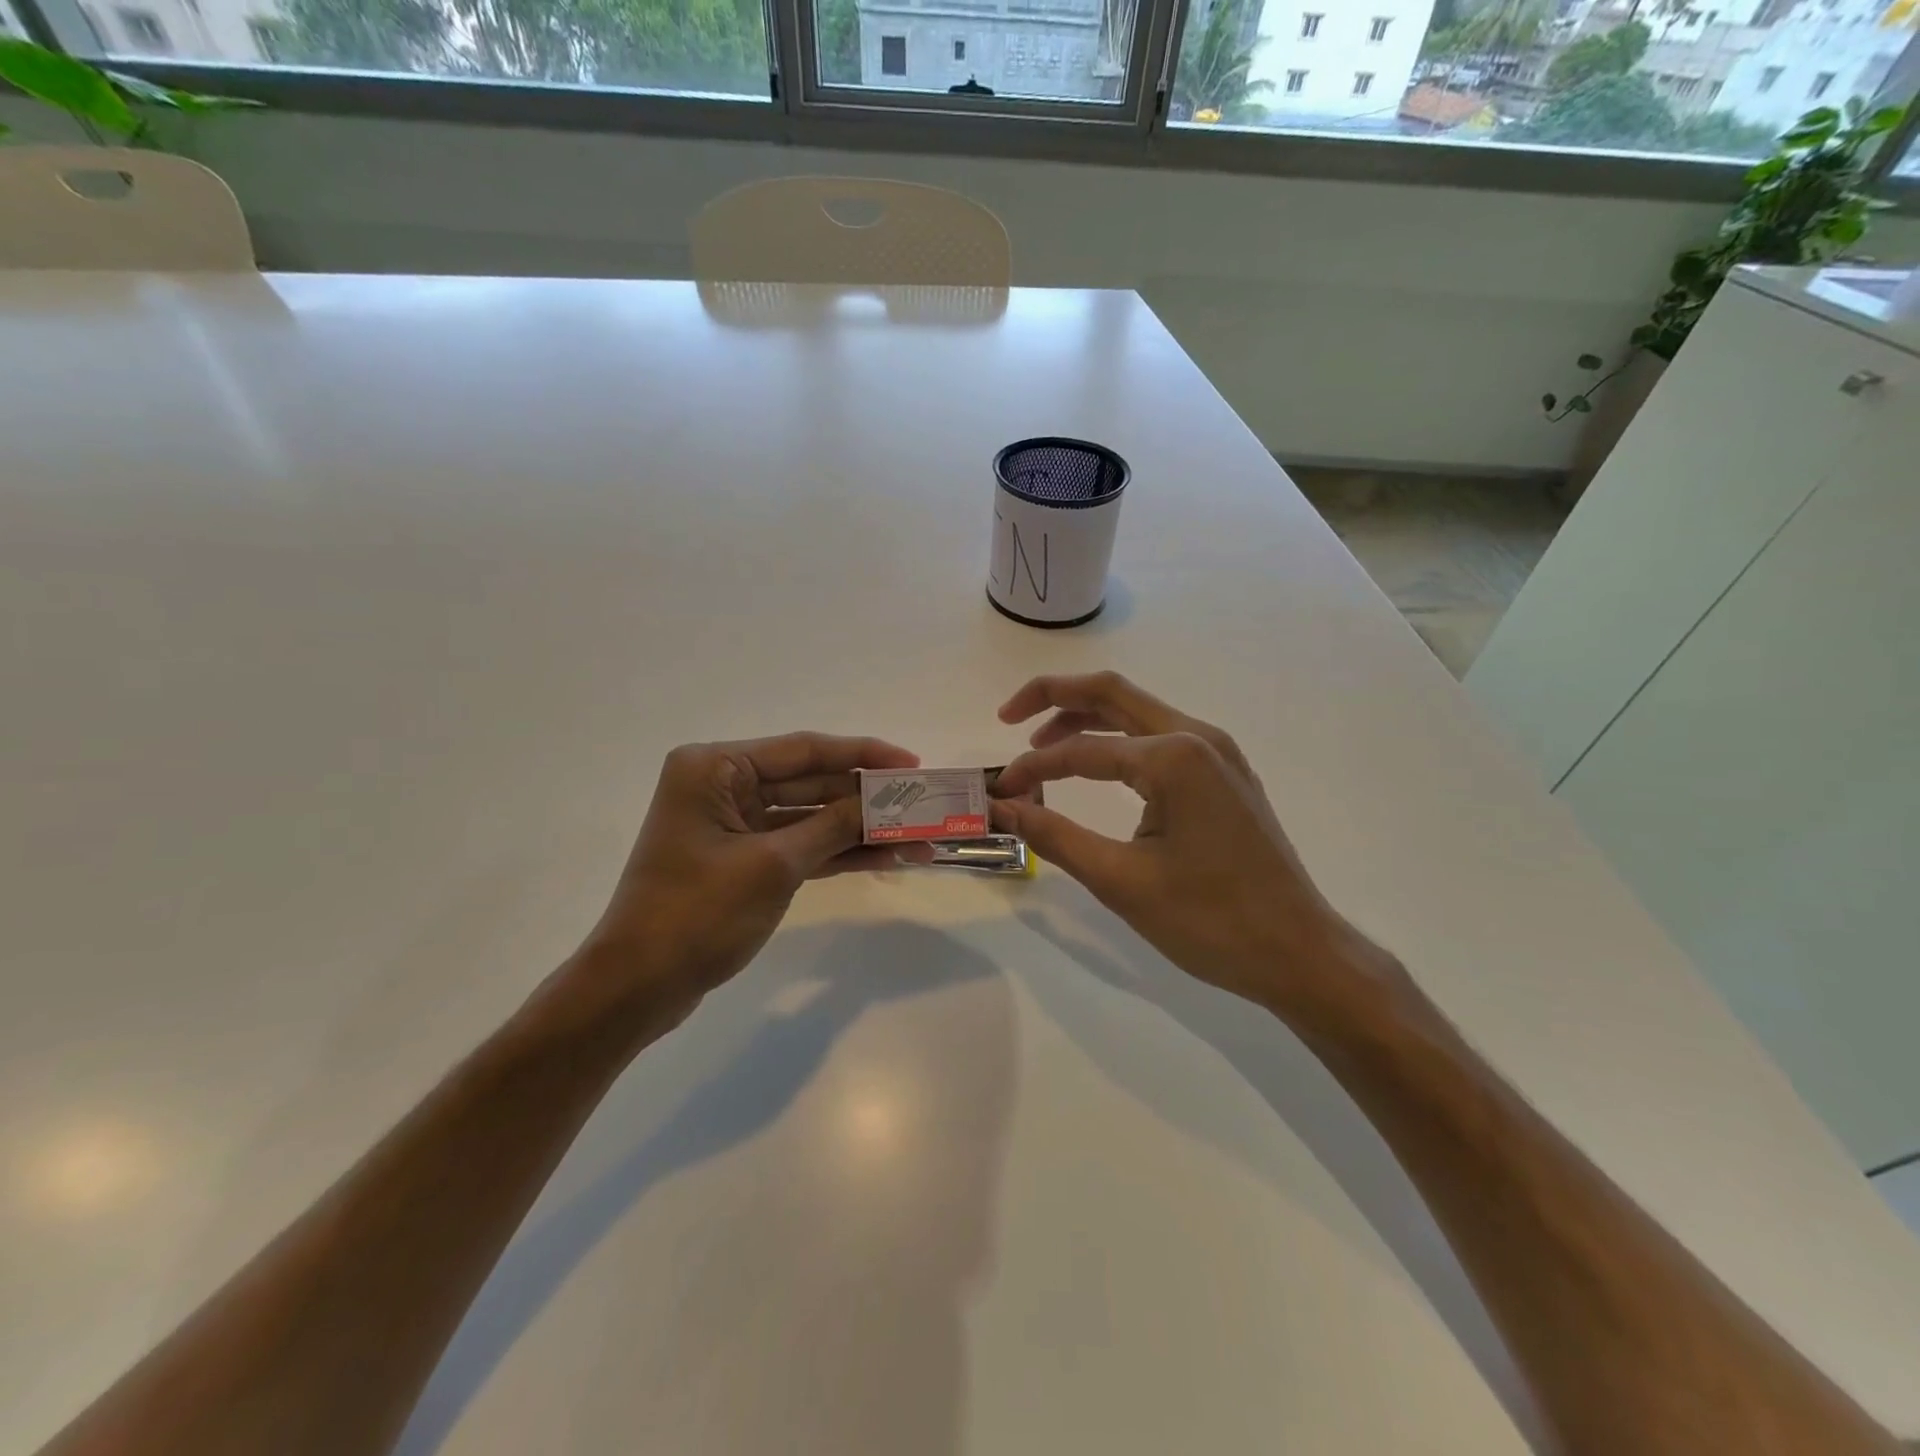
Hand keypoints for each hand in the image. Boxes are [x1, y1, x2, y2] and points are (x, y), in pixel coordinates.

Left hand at [576, 732, 920, 1022]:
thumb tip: (885, 802)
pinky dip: (838, 852)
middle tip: (923, 804)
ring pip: (810, 817)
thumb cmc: (696, 914)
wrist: (639, 987)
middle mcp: (723, 785)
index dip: (862, 755)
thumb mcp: (773, 866)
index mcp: (716, 767)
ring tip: (917, 838)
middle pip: (810, 782)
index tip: (912, 764)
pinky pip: (800, 845)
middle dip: (866, 798)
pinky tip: (885, 858)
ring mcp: (735, 824)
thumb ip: (832, 827)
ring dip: (859, 829)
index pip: (803, 750)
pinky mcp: (744, 859)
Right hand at [989, 673, 1390, 1012]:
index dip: (1033, 769)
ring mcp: (1218, 753)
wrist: (1299, 953)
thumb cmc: (1210, 920)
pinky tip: (1097, 766)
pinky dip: (1119, 741)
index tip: (1000, 794)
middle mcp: (1197, 737)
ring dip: (1086, 718)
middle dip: (1054, 697)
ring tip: (1041, 745)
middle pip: (1112, 693)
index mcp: (1173, 758)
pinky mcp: (1225, 774)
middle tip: (1007, 717)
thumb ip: (1054, 836)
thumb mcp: (1121, 881)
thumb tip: (1001, 808)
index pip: (1082, 750)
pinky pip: (1161, 737)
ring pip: (1138, 712)